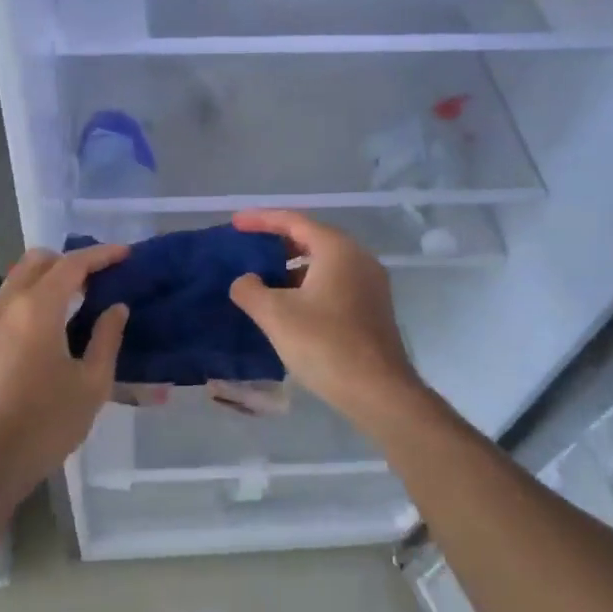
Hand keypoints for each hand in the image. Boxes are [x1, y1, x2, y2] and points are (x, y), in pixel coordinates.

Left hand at [0, 243, 129, 499]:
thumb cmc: (45, 424)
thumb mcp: (91, 385)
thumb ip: (106, 339)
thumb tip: (116, 309)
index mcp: (36, 309)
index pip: (72, 264)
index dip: (100, 255)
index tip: (123, 254)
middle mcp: (1, 307)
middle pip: (34, 263)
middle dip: (66, 262)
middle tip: (93, 281)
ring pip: (11, 287)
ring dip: (40, 287)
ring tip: (64, 313)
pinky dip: (19, 314)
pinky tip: (30, 347)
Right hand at [229, 209, 421, 420]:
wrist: (378, 391)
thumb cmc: (325, 344)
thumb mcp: (275, 315)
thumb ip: (250, 289)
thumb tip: (245, 280)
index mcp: (337, 249)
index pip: (293, 221)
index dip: (260, 219)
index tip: (234, 224)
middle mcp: (358, 258)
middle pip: (311, 239)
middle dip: (276, 243)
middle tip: (247, 250)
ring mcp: (370, 284)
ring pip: (323, 264)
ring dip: (291, 268)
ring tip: (263, 280)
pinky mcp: (372, 308)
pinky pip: (334, 283)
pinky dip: (308, 285)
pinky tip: (289, 306)